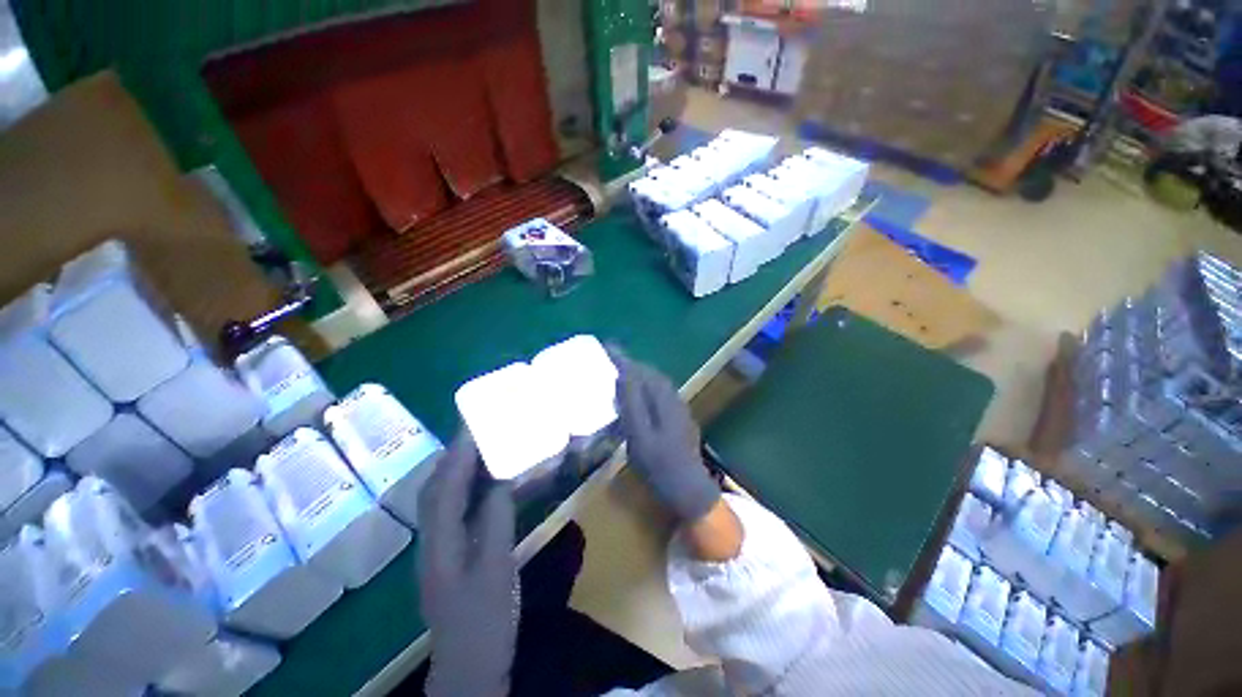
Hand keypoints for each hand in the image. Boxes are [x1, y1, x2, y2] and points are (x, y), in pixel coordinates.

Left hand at [417, 430, 517, 696]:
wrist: (469, 665)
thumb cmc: (484, 620)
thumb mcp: (496, 570)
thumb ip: (496, 523)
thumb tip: (500, 483)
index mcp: (439, 544)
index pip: (444, 490)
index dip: (458, 457)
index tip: (473, 428)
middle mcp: (431, 541)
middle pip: (435, 489)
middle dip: (452, 456)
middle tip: (476, 431)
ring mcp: (438, 548)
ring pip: (441, 499)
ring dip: (457, 469)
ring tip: (479, 448)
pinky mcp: (449, 553)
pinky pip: (454, 510)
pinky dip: (464, 489)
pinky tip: (481, 484)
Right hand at [611, 351, 720, 523]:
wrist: (689, 488)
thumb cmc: (660, 464)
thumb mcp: (640, 435)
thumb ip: (632, 403)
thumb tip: (624, 375)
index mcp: (663, 399)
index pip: (640, 371)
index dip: (623, 359)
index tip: (608, 346)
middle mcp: (673, 397)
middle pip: (650, 374)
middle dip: (631, 365)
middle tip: (613, 361)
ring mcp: (678, 407)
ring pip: (656, 383)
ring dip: (639, 376)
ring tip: (621, 376)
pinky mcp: (679, 417)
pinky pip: (660, 393)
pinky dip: (646, 389)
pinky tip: (638, 399)